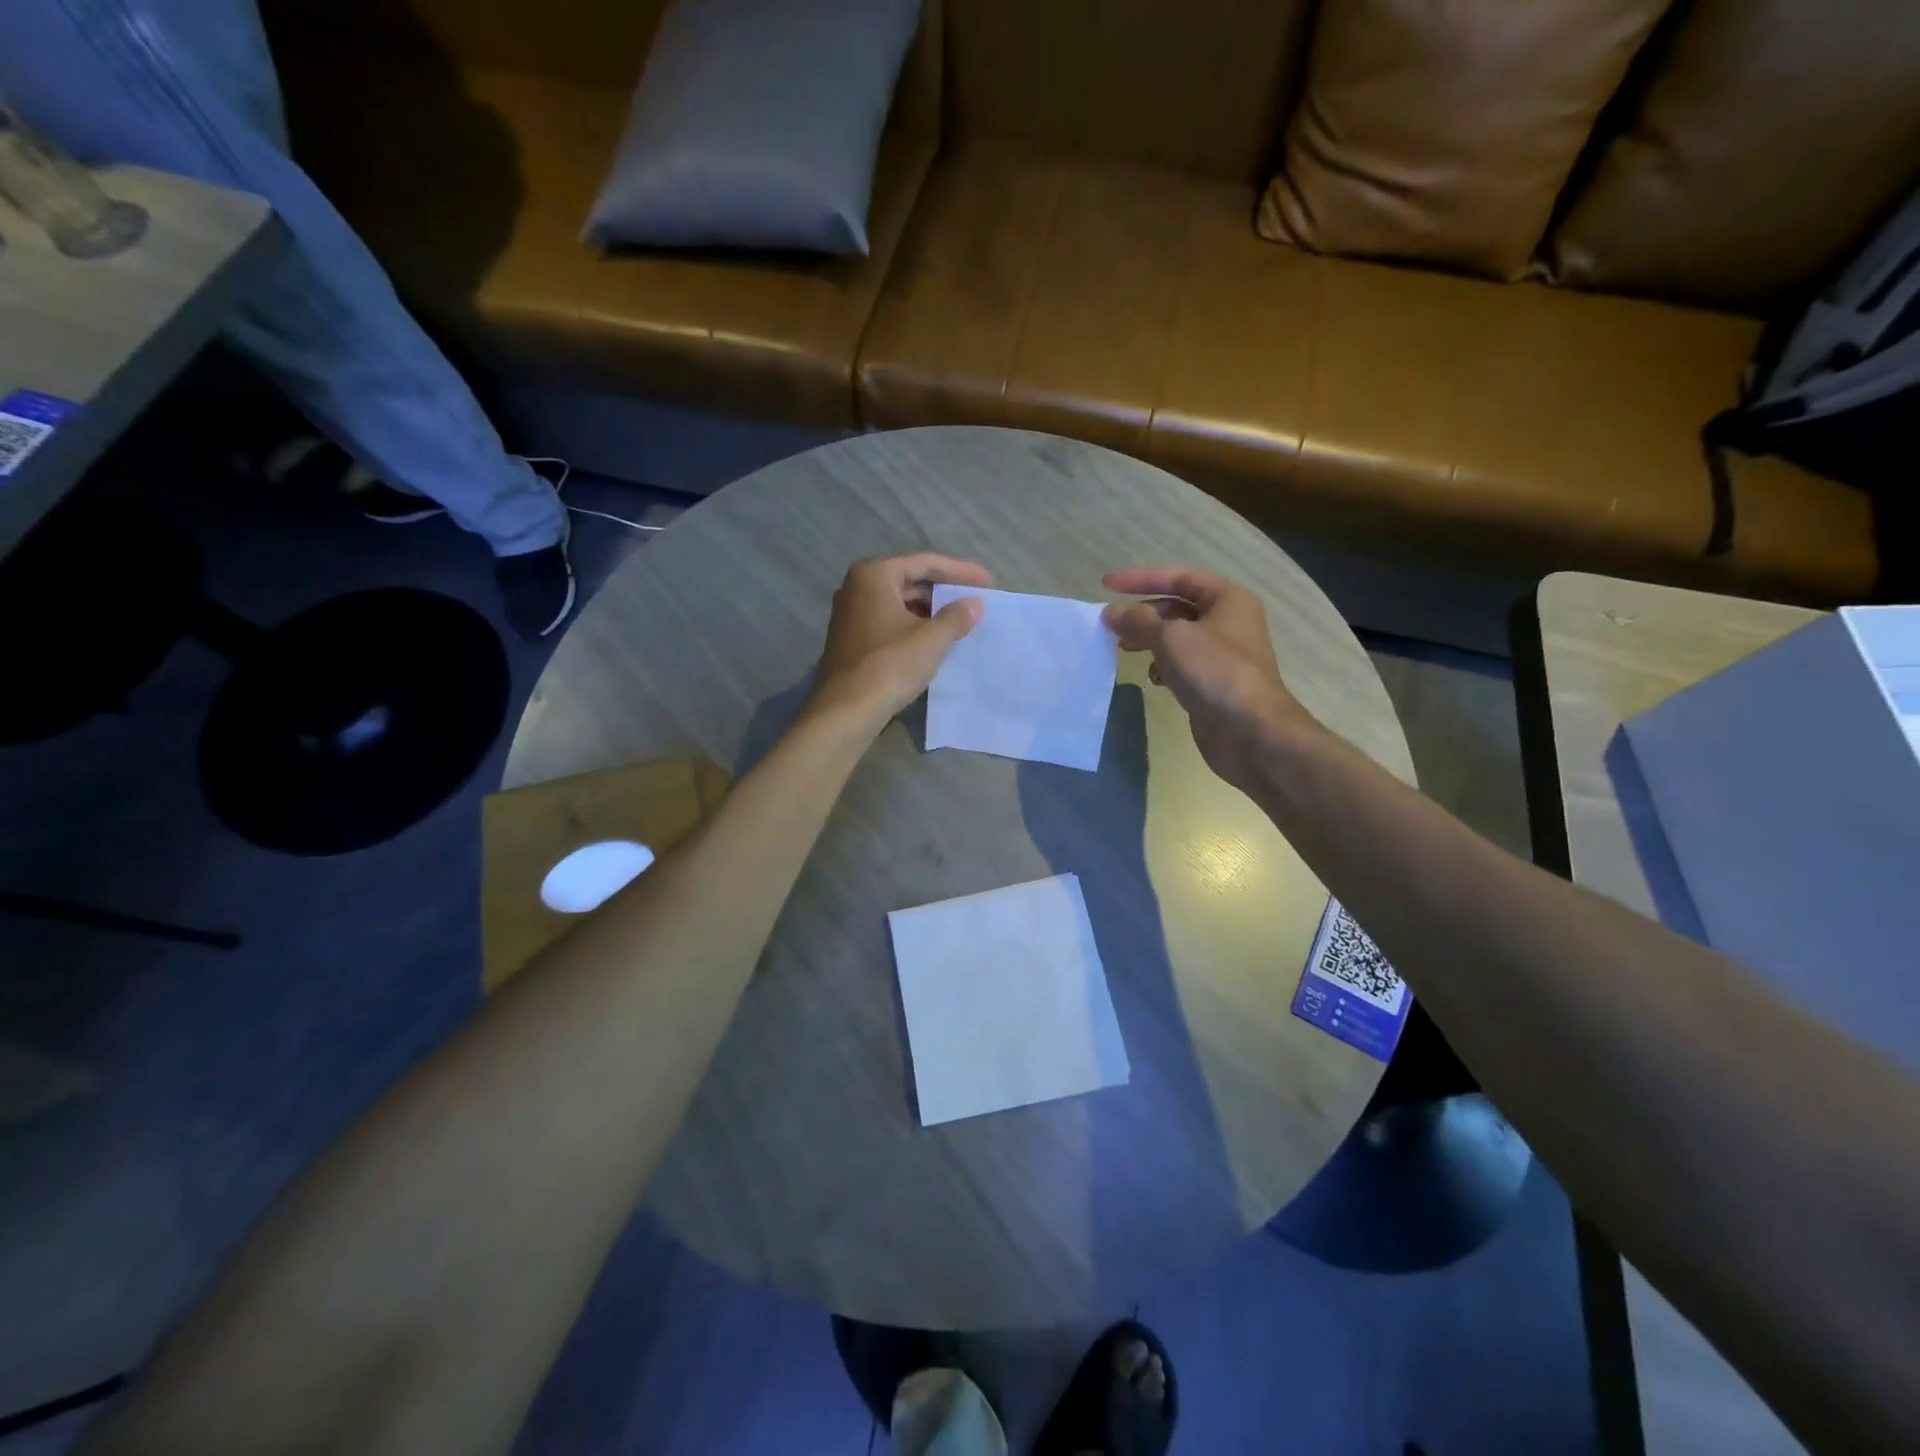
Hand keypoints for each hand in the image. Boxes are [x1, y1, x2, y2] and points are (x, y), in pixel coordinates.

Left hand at [810, 554, 991, 725]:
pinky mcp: (851, 639)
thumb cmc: (890, 666)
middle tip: (976, 601)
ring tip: (961, 621)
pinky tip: (934, 640)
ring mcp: (850, 614)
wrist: (846, 711)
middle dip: (944, 592)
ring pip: (899, 603)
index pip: (926, 563)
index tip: (988, 582)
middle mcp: (857, 587)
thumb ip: (956, 617)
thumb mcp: (931, 640)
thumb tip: (975, 604)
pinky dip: (913, 626)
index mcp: (874, 575)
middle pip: (910, 581)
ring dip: (930, 611)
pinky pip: (889, 622)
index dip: (960, 572)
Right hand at [1102, 567, 1314, 788]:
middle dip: (1142, 614)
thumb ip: (1138, 621)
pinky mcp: (1214, 683)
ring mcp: (1222, 655)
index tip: (1106, 585)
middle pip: (1177, 607)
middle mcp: (1228, 621)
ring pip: (1177, 638)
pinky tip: (1152, 678)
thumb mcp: (1171, 637)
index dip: (1140, 578)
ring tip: (1123, 649)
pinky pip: (1181, 665)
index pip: (1178, 577)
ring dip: (1149, 640)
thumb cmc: (1214, 671)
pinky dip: (1163, 666)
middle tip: (1111, 625)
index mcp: (1227, 599)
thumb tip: (1112, 614)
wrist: (1249, 731)